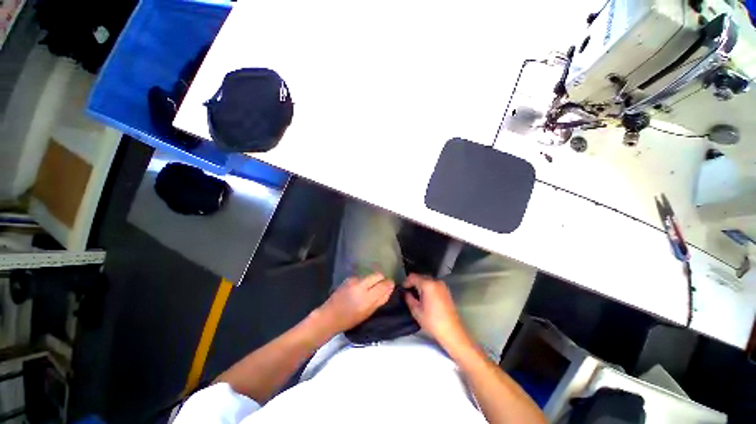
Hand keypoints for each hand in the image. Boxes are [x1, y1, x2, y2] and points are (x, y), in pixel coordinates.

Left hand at [318, 273, 394, 333]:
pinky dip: (365, 281)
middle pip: (378, 275)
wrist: (329, 316)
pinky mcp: (349, 278)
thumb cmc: (350, 319)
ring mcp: (354, 280)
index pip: (384, 284)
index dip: (389, 284)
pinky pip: (362, 277)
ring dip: (373, 280)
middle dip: (382, 279)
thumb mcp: (368, 313)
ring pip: (370, 275)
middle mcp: (361, 285)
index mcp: (366, 297)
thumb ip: (380, 300)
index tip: (391, 286)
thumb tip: (390, 289)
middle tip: (381, 287)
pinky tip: (360, 289)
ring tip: (369, 290)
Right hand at [404, 274, 468, 348]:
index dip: (406, 282)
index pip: (413, 277)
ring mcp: (442, 285)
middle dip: (413, 283)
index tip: (402, 289)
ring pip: (427, 280)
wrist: (452, 332)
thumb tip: (406, 293)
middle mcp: (436, 281)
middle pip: (421, 277)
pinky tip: (425, 297)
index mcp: (428, 285)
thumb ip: (409, 299)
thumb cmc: (433, 322)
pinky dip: (427, 288)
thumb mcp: (416, 311)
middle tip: (408, 292)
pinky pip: (433, 285)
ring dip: (420, 285)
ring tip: (416, 295)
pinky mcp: (446, 291)